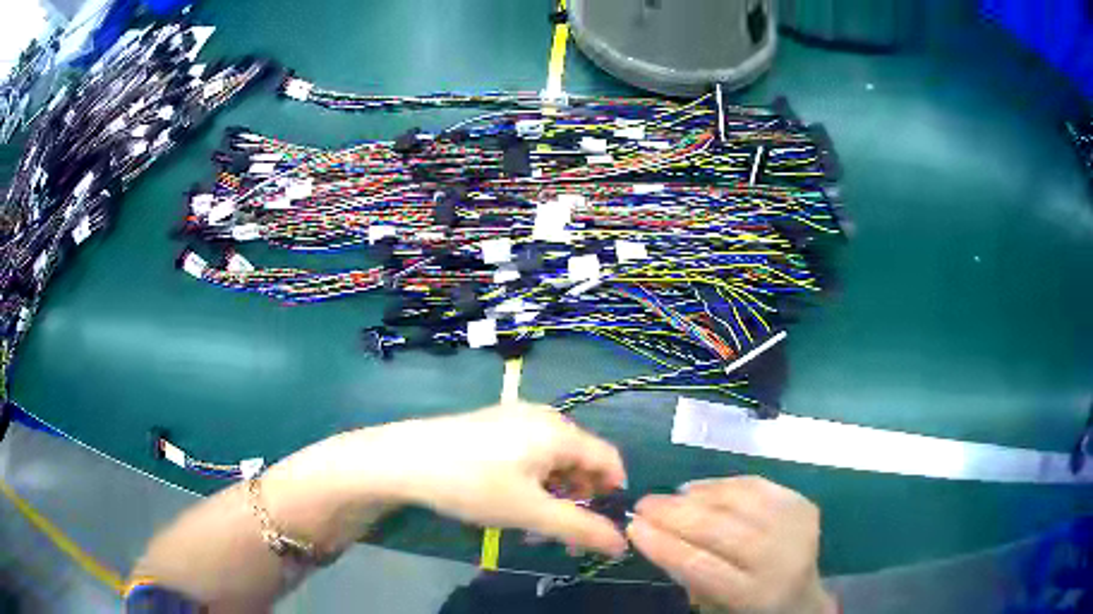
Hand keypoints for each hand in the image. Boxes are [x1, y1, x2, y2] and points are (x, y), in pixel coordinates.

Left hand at [305, 403, 628, 557]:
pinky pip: (530, 453)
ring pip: (554, 460)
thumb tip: (622, 544)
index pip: (610, 460)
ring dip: (554, 494)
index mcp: (561, 432)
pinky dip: (533, 480)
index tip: (599, 527)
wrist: (405, 459)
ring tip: (532, 523)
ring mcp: (516, 418)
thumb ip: (580, 528)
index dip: (612, 495)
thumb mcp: (530, 512)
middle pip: (582, 460)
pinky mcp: (494, 424)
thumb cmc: (474, 484)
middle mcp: (545, 417)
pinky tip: (511, 500)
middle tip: (560, 534)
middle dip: (579, 500)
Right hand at [626, 477, 835, 613]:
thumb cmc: (750, 610)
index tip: (632, 527)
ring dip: (695, 496)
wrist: (803, 600)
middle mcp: (781, 557)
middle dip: (674, 514)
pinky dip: (722, 484)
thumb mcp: (715, 606)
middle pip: (721, 528)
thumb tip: (652, 534)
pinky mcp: (803, 504)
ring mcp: (796, 526)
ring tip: (667, 496)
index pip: (702, 565)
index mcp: (755, 594)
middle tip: (642, 505)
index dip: (663, 544)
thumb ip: (688, 574)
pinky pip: (755, 485)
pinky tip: (698, 488)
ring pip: (738, 501)